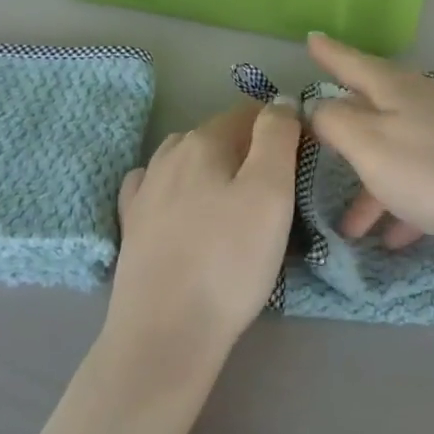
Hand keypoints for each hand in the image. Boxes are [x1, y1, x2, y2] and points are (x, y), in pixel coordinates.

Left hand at [106, 101, 301, 369]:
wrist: (165, 333)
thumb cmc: (229, 261)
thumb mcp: (271, 192)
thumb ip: (277, 136)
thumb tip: (281, 101)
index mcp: (203, 140)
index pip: (250, 113)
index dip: (281, 129)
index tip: (301, 162)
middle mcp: (168, 154)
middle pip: (218, 135)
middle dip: (249, 150)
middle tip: (277, 191)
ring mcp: (144, 189)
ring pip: (188, 159)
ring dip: (214, 168)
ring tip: (236, 203)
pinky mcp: (132, 224)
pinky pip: (159, 187)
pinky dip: (179, 188)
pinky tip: (185, 206)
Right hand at [305, 33, 433, 278]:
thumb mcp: (371, 146)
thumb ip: (337, 121)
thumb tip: (319, 104)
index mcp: (396, 89)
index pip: (352, 63)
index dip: (329, 53)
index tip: (311, 38)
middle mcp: (426, 102)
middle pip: (375, 111)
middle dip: (345, 135)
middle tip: (318, 148)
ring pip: (400, 152)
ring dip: (373, 186)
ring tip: (353, 228)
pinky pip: (429, 179)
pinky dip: (407, 202)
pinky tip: (398, 238)